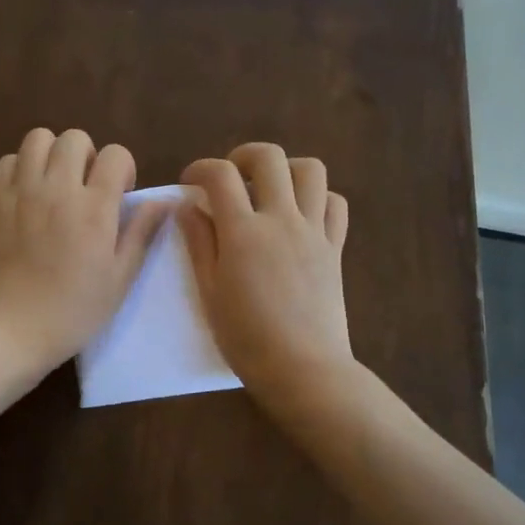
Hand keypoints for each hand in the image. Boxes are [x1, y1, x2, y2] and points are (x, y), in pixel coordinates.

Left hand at [0, 128, 167, 378]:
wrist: (7, 330)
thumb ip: (141, 234)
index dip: (123, 170)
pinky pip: (8, 161)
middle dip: (88, 156)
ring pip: (38, 138)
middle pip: (75, 138)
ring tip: (54, 184)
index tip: (119, 197)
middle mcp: (58, 189)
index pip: (117, 155)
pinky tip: (26, 195)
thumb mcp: (119, 280)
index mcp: (95, 208)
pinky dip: (21, 168)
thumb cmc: (71, 312)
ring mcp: (21, 192)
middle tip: (86, 189)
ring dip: (52, 154)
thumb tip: (165, 201)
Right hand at [178, 143, 352, 409]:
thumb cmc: (246, 338)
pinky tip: (301, 214)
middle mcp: (281, 219)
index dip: (200, 168)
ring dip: (286, 169)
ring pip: (311, 171)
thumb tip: (189, 207)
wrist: (302, 368)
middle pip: (268, 158)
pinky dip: (318, 197)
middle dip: (243, 156)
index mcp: (243, 232)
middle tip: (231, 178)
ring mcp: (314, 231)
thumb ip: (199, 243)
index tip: (190, 182)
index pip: (219, 176)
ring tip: (270, 190)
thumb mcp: (209, 292)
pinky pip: (335, 204)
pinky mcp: (335, 247)